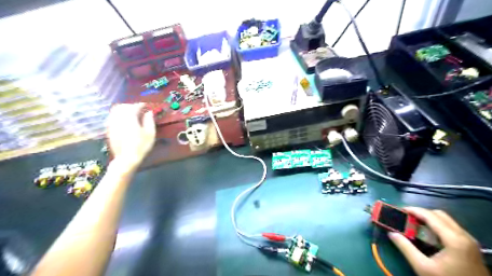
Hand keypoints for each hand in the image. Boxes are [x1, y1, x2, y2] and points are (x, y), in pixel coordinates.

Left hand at [106, 102, 154, 168]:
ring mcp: (112, 124)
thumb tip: (149, 112)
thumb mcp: (150, 134)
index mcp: (130, 119)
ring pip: (115, 111)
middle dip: (130, 106)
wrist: (126, 159)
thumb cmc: (141, 146)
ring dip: (123, 110)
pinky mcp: (109, 130)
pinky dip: (118, 115)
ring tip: (131, 114)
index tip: (145, 105)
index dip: (140, 105)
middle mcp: (119, 119)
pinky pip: (112, 117)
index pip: (134, 107)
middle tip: (138, 109)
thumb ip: (149, 121)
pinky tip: (124, 120)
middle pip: (122, 107)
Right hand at [389, 207, 487, 275]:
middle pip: (439, 215)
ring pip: (446, 220)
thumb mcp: (422, 267)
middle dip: (421, 213)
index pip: (430, 216)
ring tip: (415, 224)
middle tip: (407, 218)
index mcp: (454, 239)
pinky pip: (452, 228)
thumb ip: (405, 248)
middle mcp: (464, 236)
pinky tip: (428, 234)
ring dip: (429, 219)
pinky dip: (437, 226)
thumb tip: (391, 233)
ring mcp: (469, 241)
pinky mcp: (470, 247)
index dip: (414, 210)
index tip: (400, 210)